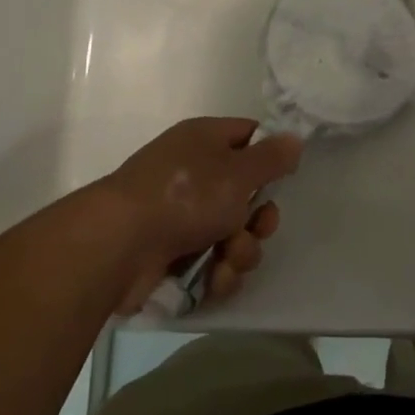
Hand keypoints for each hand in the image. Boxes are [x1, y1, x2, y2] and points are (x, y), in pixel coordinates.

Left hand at [92, 118, 301, 312]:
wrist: (119, 245)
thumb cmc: (184, 195)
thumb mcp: (238, 171)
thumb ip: (272, 157)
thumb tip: (294, 138)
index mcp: (204, 141)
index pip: (247, 136)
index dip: (268, 155)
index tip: (284, 176)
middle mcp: (193, 174)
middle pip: (245, 194)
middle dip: (258, 218)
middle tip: (258, 228)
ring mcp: (180, 215)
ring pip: (232, 233)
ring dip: (240, 251)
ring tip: (228, 259)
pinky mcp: (171, 254)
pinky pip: (211, 262)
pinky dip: (217, 272)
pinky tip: (213, 279)